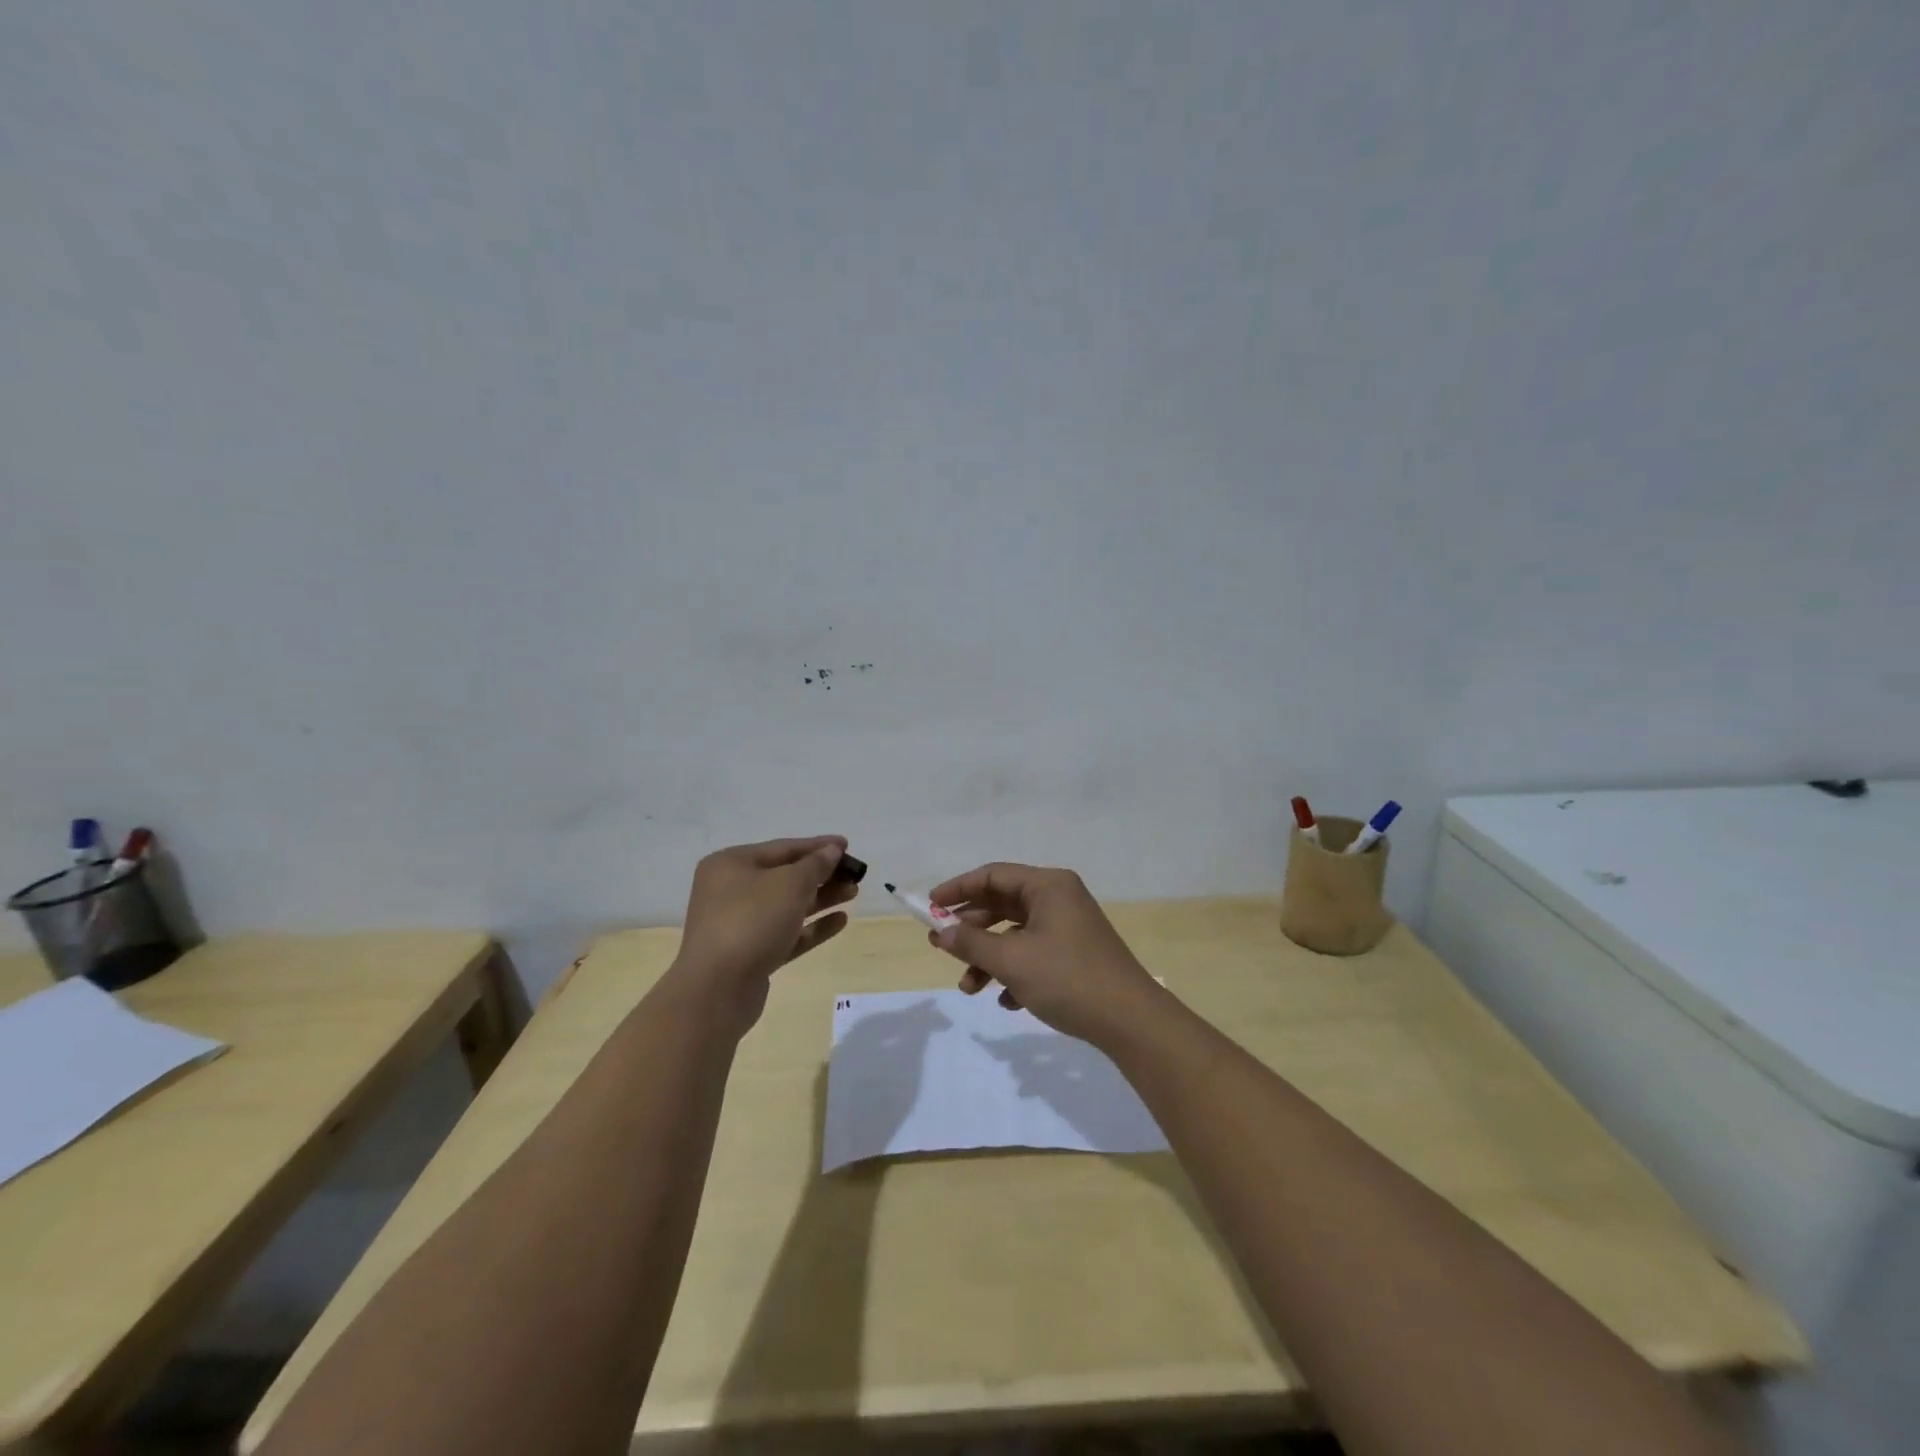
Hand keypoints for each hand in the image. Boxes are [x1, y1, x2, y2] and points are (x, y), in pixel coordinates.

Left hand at [672, 836, 856, 1029]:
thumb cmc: (752, 921)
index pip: (782, 848)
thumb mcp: (790, 884)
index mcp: (731, 864)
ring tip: (853, 893)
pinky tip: (840, 921)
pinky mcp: (750, 954)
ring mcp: (739, 924)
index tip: (847, 845)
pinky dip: (812, 926)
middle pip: (785, 876)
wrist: (717, 989)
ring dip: (821, 898)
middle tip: (854, 874)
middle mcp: (730, 890)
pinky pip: (786, 933)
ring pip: (787, 905)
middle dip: (822, 874)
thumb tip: (831, 850)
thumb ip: (815, 864)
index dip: (817, 846)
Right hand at [925, 862, 1161, 1044]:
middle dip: (971, 930)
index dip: (957, 889)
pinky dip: (1014, 972)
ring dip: (989, 958)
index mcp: (1048, 886)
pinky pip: (1034, 953)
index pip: (992, 875)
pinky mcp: (1076, 954)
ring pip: (1016, 934)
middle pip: (1003, 904)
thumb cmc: (1067, 979)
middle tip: (942, 947)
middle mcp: (1059, 898)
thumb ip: (970, 943)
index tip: (929, 908)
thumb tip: (940, 932)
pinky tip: (1007, 1001)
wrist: (1130, 1021)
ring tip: (970, 989)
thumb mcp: (1011, 961)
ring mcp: (1069, 927)